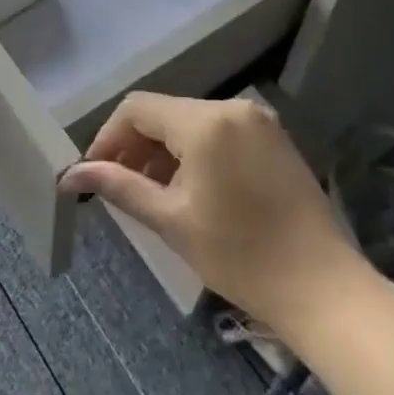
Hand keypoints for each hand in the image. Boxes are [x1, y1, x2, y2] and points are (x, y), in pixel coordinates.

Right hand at [59, 93, 363, 333]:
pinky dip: (196, 151)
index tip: (94, 174)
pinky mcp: (274, 137)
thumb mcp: (171, 220)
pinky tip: (191, 188)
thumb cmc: (240, 255)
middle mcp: (232, 106)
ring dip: (165, 150)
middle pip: (165, 113)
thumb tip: (71, 174)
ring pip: (192, 121)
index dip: (108, 137)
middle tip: (120, 188)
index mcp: (204, 121)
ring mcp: (258, 120)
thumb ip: (119, 186)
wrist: (323, 288)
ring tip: (153, 193)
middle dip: (136, 146)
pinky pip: (220, 131)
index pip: (137, 108)